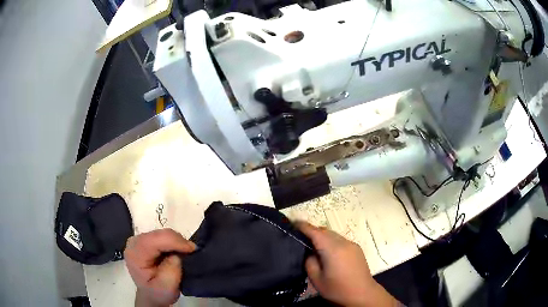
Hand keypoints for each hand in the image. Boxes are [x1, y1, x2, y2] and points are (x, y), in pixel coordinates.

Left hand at [124, 229, 195, 306]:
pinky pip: (162, 235)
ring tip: (185, 253)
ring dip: (176, 242)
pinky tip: (177, 251)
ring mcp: (139, 239)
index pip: (154, 240)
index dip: (174, 241)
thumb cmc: (158, 293)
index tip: (193, 249)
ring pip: (162, 233)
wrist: (151, 295)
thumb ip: (172, 269)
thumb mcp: (167, 287)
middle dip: (177, 241)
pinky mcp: (145, 239)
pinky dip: (173, 242)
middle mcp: (134, 242)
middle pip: (159, 234)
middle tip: (191, 253)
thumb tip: (178, 254)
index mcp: (136, 254)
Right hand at [296, 222, 399, 306]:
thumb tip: (310, 252)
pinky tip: (328, 253)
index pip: (315, 232)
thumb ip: (310, 262)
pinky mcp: (357, 249)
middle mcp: (343, 242)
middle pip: (325, 231)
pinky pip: (340, 240)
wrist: (362, 294)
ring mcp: (352, 244)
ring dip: (322, 236)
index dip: (303, 226)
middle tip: (301, 238)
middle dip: (312, 231)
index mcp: (332, 249)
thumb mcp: (316, 279)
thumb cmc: (337, 289)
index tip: (293, 223)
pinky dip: (331, 241)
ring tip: (313, 246)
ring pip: (333, 235)